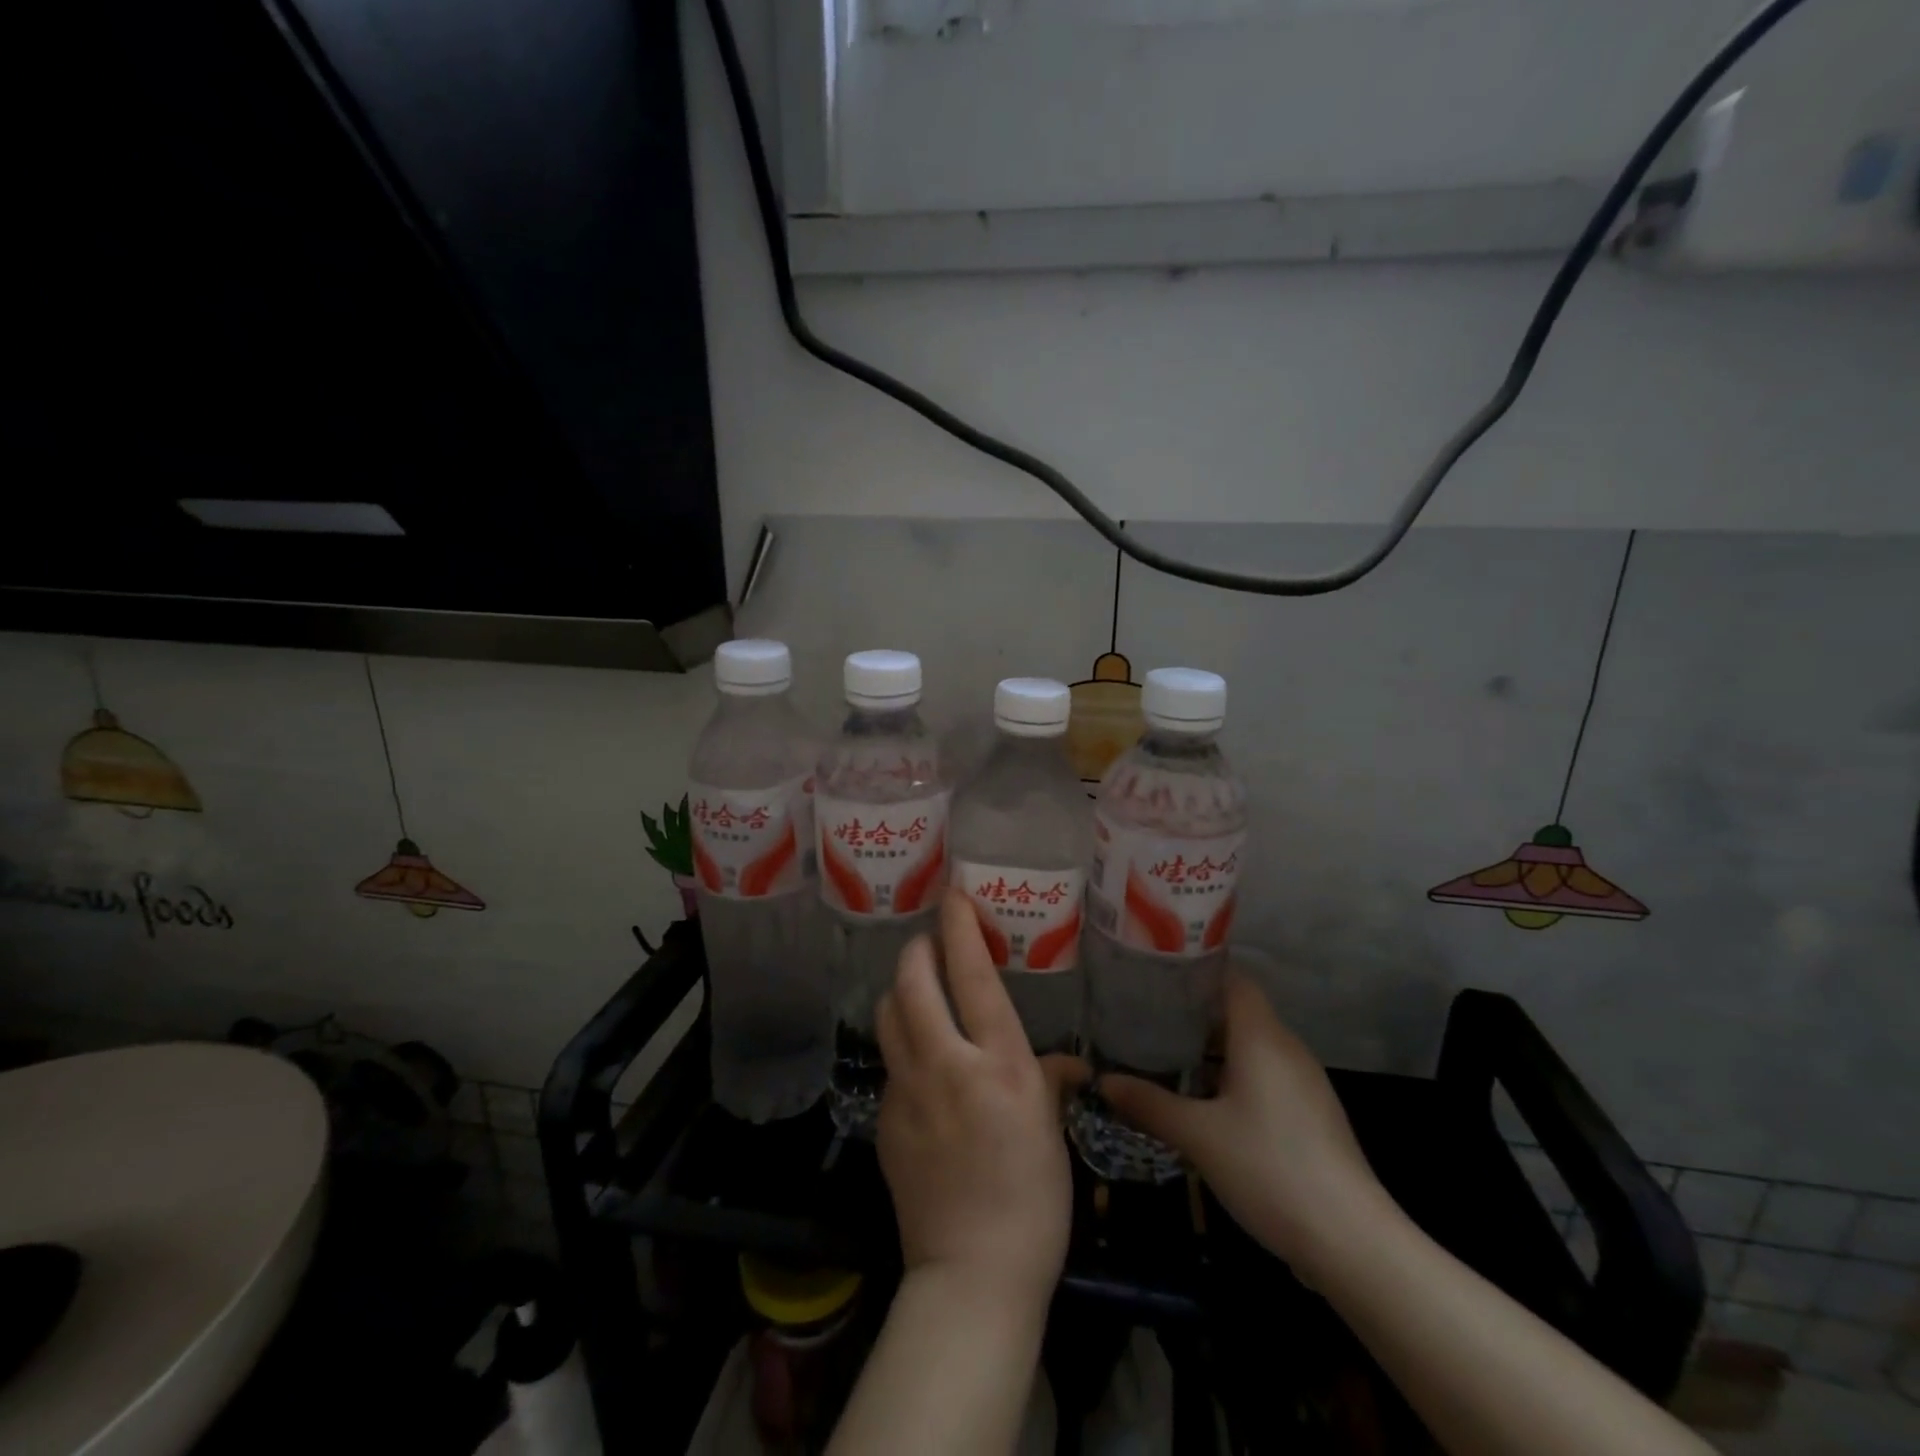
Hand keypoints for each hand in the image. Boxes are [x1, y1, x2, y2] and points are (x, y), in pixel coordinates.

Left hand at [874, 889, 1087, 1310]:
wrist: (973, 1275)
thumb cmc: (1033, 1200)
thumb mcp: (1051, 1131)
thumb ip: (1051, 1080)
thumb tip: (1069, 1063)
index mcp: (999, 1063)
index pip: (971, 974)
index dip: (958, 926)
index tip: (953, 894)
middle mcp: (947, 1064)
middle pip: (912, 980)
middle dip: (917, 949)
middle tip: (931, 944)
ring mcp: (908, 1091)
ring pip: (888, 1013)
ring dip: (901, 990)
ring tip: (920, 991)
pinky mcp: (885, 1118)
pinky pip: (890, 1061)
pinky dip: (903, 1042)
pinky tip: (921, 1060)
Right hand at [1099, 972, 1384, 1277]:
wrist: (1352, 1242)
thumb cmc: (1270, 1169)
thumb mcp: (1198, 1136)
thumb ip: (1149, 1103)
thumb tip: (1103, 1081)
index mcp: (1261, 1036)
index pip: (1230, 977)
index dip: (1194, 971)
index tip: (1154, 975)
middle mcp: (1286, 1047)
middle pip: (1237, 1010)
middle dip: (1192, 1013)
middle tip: (1146, 1017)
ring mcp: (1303, 1082)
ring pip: (1250, 1045)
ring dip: (1211, 1048)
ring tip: (1165, 1055)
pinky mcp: (1310, 1112)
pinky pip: (1264, 1074)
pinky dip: (1232, 1074)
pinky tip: (1204, 1100)